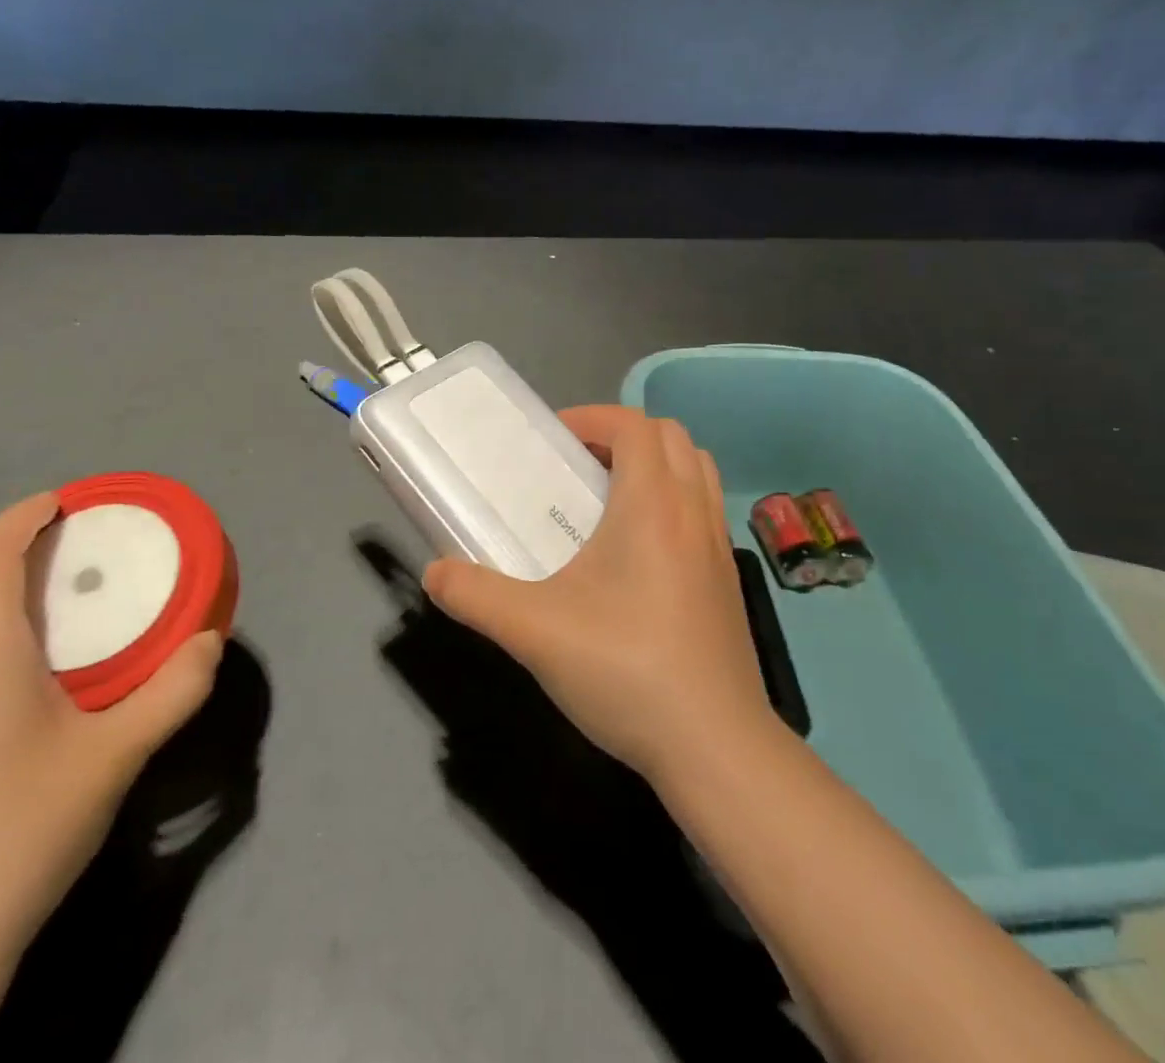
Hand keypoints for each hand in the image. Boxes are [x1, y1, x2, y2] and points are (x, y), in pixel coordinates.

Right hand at [423, 406, 773, 780]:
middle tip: (579, 465)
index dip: (592, 417)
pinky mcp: (729, 578)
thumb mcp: (535, 631)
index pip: (633, 424)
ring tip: (610, 499)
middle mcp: (693, 510)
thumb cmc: (627, 670)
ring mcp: (719, 544)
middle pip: (669, 436)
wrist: (715, 746)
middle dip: (622, 434)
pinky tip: (640, 553)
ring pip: (696, 467)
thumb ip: (476, 595)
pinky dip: (675, 499)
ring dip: (655, 463)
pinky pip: (704, 508)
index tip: (554, 439)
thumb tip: (435, 573)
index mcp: (652, 504)